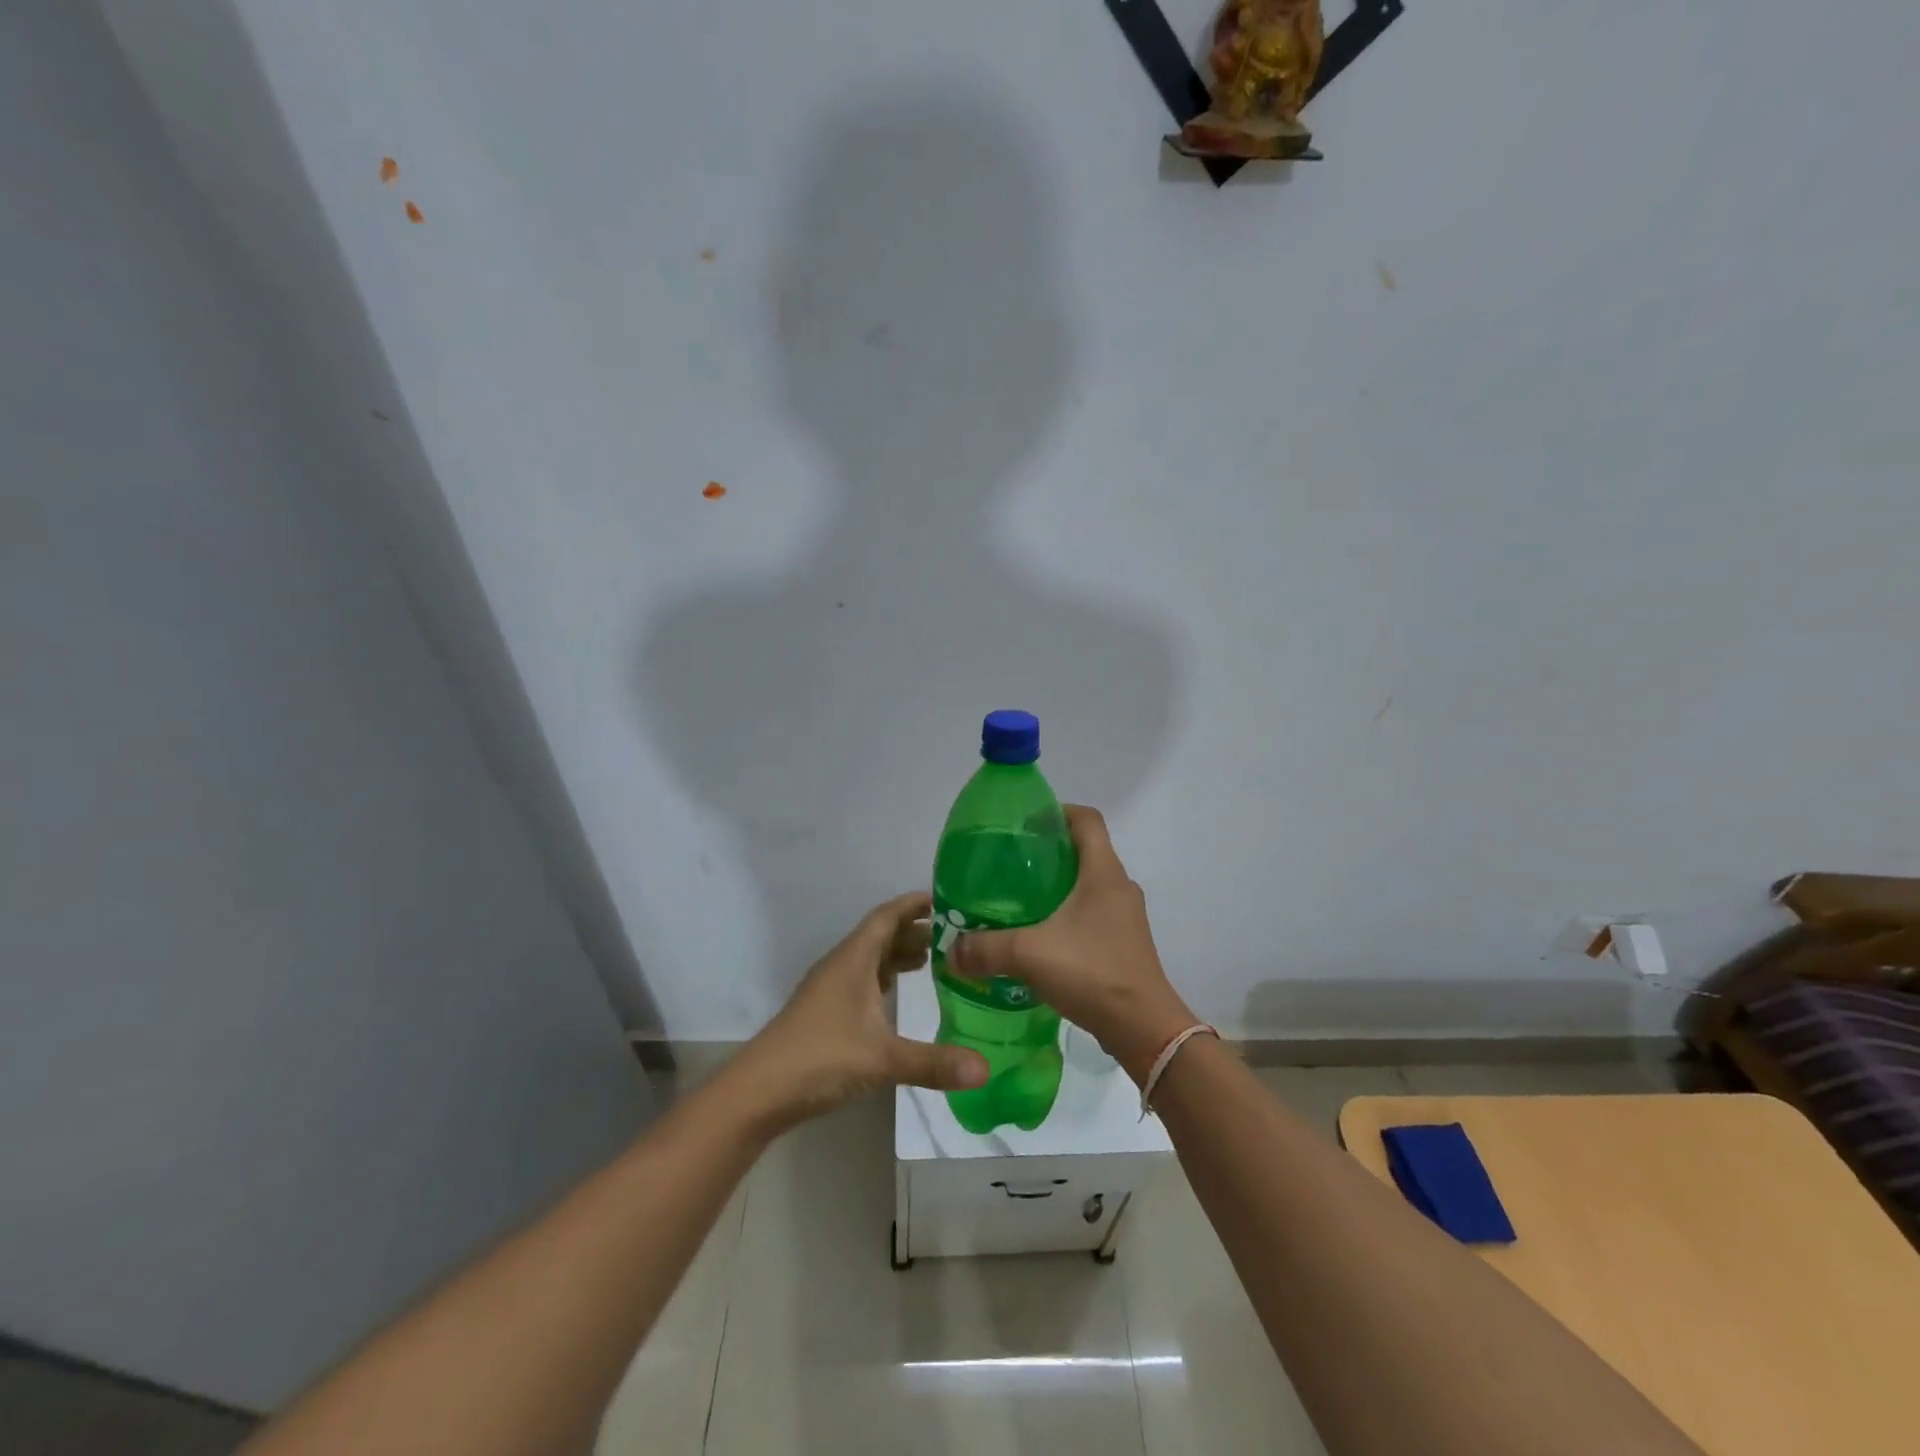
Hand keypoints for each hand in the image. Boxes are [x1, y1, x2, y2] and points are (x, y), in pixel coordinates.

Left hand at [726, 891, 988, 1131]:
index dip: (914, 904)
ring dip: (899, 955)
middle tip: (955, 937)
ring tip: (934, 960)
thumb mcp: (882, 1059)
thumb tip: (985, 1069)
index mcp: (853, 959)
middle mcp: (841, 965)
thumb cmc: (820, 1058)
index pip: (887, 916)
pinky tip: (897, 994)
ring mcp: (830, 988)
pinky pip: (862, 980)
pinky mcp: (825, 1011)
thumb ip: (934, 1063)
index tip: (946, 899)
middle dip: (915, 931)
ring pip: (870, 959)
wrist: (759, 1091)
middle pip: (881, 935)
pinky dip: (884, 978)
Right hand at [951, 806, 1196, 1083]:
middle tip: (1008, 865)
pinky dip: (1066, 916)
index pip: (1086, 819)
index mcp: (1103, 872)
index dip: (1056, 812)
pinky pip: (1092, 915)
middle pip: (1084, 851)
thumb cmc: (1092, 973)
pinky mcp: (1124, 944)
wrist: (1143, 1029)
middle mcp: (1119, 887)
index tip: (1023, 824)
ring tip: (1017, 902)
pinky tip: (1039, 938)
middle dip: (1047, 852)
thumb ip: (985, 948)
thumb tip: (951, 950)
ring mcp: (1125, 917)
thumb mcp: (1029, 954)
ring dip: (1056, 887)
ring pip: (1087, 885)